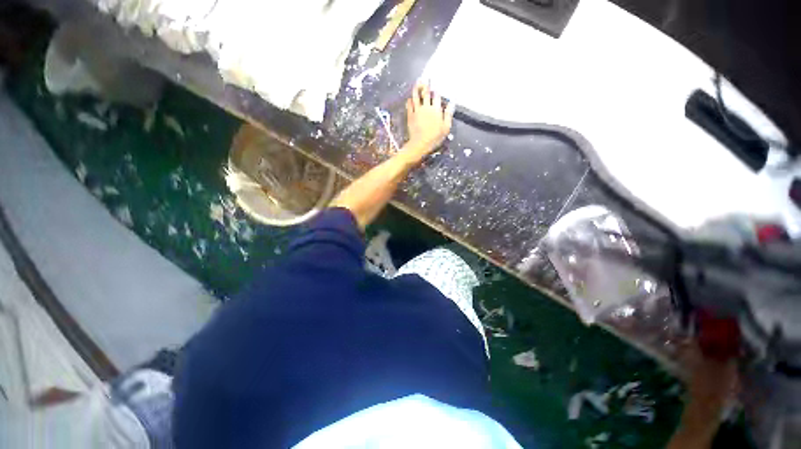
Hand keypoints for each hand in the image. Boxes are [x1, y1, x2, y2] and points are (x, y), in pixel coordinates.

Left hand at [404, 82, 454, 160]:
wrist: (420, 144)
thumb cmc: (435, 138)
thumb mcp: (446, 128)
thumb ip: (448, 114)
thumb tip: (452, 103)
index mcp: (436, 110)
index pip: (437, 97)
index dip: (436, 91)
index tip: (436, 85)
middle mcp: (426, 107)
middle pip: (426, 93)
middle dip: (427, 85)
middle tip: (426, 77)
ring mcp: (417, 111)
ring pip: (417, 97)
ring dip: (417, 88)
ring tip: (417, 82)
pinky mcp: (410, 116)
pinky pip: (409, 105)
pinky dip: (410, 100)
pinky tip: (410, 98)